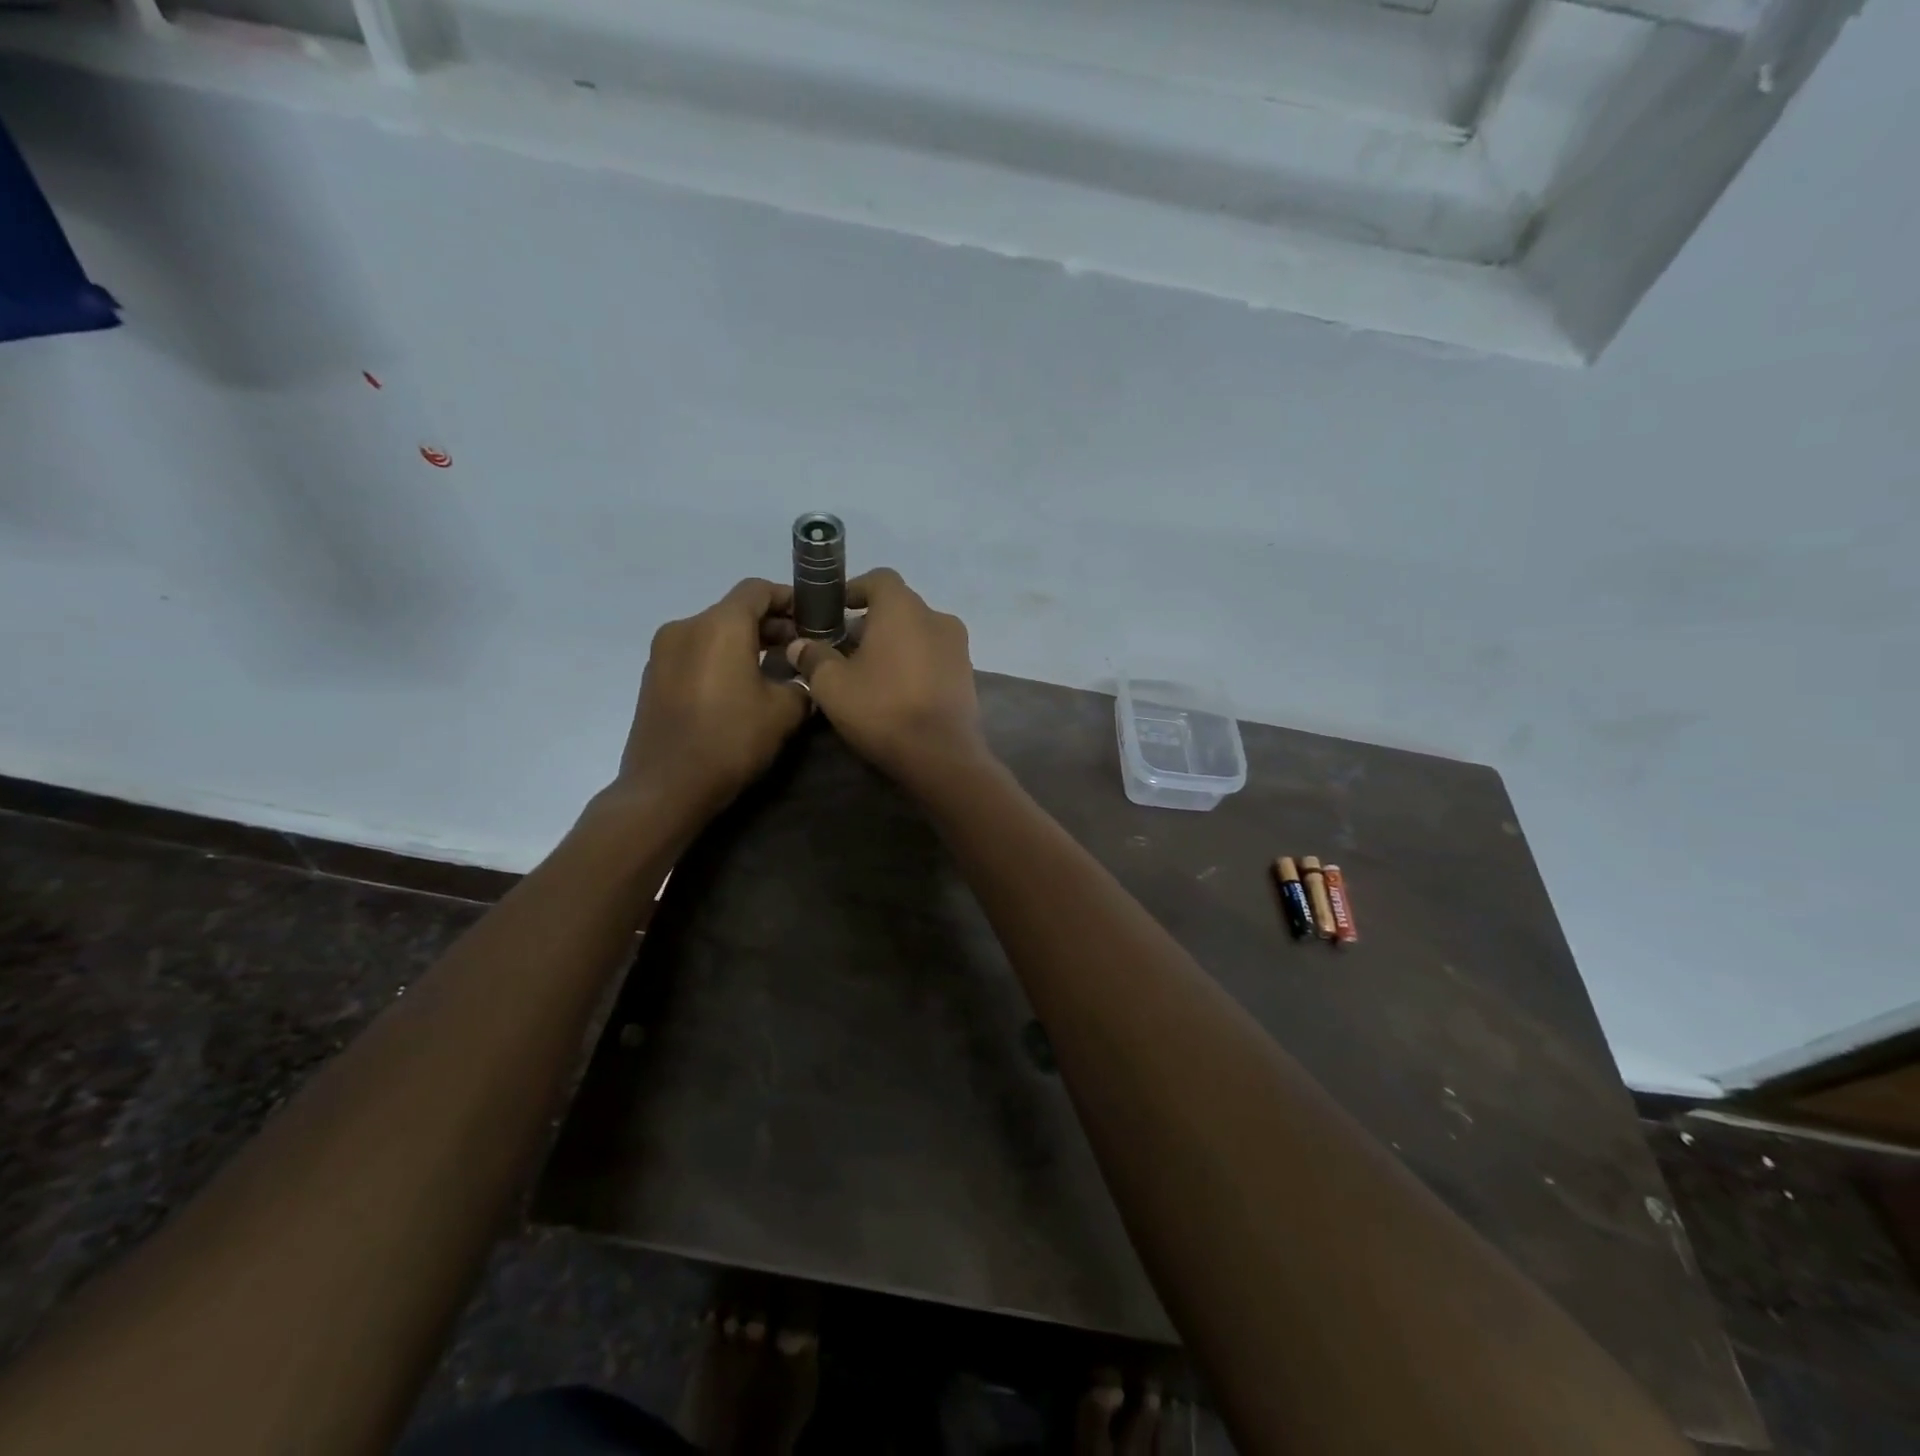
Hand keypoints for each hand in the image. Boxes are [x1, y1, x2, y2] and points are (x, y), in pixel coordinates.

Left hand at [613, 578, 809, 816]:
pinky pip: (695, 655)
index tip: (812, 617)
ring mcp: (663, 653)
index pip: (757, 590)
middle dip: (769, 625)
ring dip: (744, 644)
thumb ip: (801, 684)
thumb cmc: (730, 740)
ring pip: (713, 633)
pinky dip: (720, 660)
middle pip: (734, 611)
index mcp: (720, 626)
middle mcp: (686, 627)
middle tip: (799, 648)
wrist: (666, 788)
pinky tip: (739, 690)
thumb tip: (801, 679)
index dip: (788, 598)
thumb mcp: (784, 712)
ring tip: (773, 671)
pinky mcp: (652, 678)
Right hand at [786, 568, 986, 784]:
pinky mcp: (967, 674)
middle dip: (869, 623)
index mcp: (904, 608)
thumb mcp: (832, 685)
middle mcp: (937, 617)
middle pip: (898, 607)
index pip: (878, 579)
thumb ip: (813, 657)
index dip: (853, 590)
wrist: (941, 756)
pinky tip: (895, 691)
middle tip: (842, 650)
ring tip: (867, 673)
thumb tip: (800, 645)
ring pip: (917, 633)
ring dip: (892, 644)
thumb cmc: (883, 709)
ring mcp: (959, 646)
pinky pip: (934, 656)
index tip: (833, 612)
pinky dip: (913, 663)